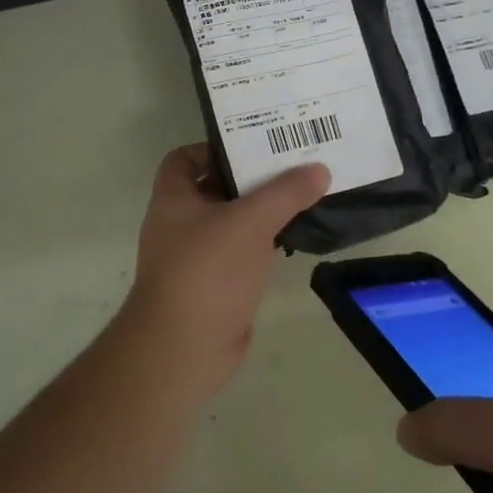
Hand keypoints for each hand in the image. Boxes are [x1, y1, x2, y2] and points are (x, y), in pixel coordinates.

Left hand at [118, 144, 329, 399]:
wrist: (183, 348)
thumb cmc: (207, 271)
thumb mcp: (250, 221)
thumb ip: (285, 193)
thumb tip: (319, 169)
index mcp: (173, 198)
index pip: (184, 158)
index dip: (213, 147)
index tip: (252, 144)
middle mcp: (179, 223)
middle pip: (214, 188)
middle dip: (249, 177)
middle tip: (292, 164)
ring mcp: (195, 257)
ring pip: (231, 223)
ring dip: (260, 212)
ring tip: (302, 195)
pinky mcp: (214, 286)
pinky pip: (241, 253)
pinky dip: (263, 244)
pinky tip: (293, 238)